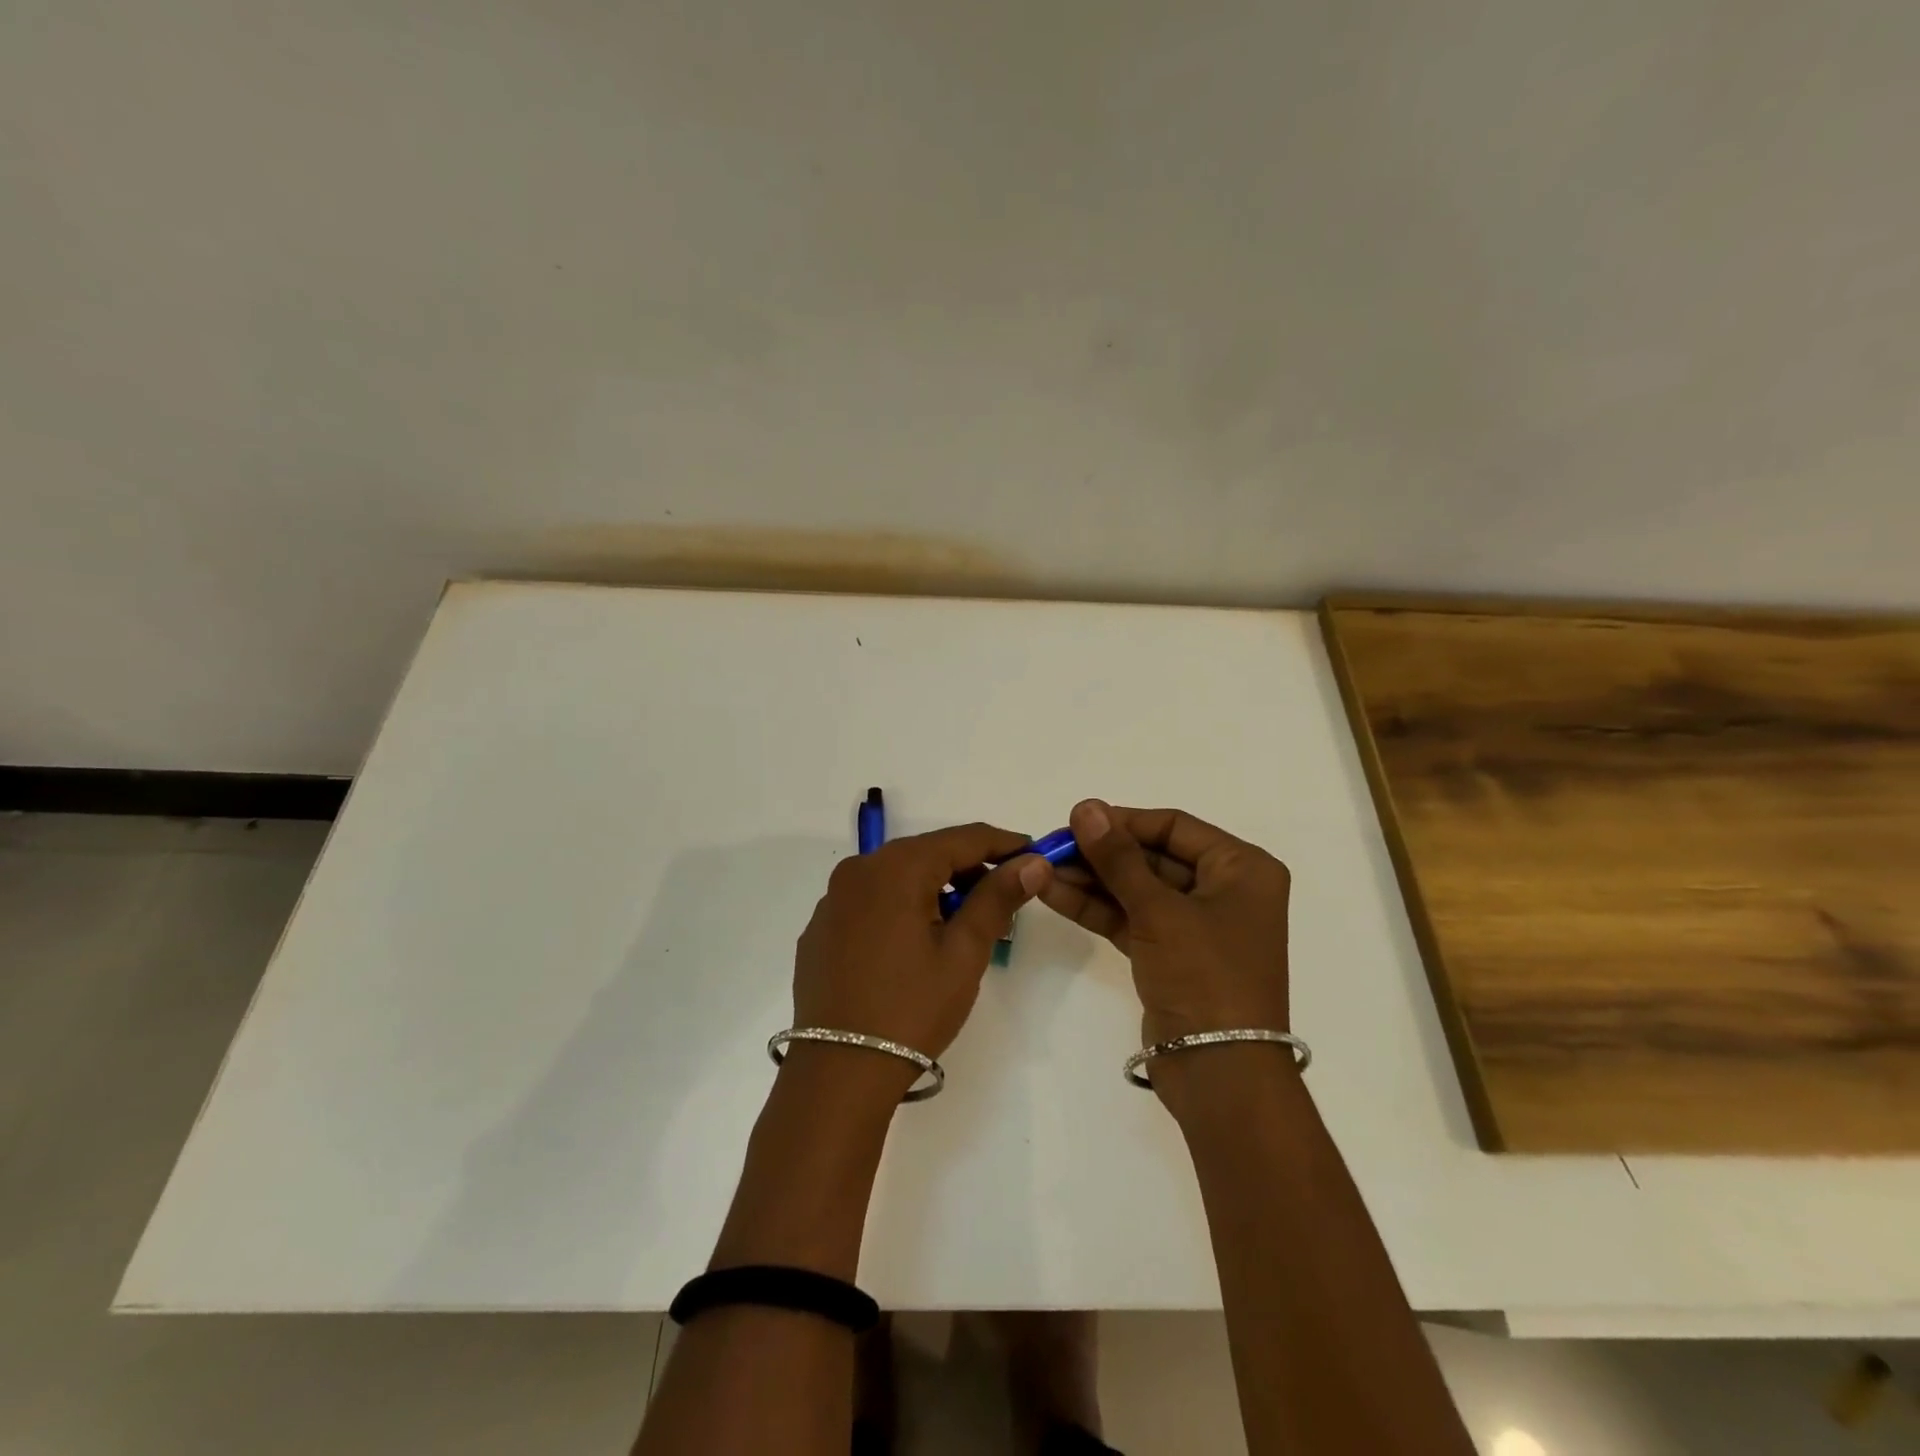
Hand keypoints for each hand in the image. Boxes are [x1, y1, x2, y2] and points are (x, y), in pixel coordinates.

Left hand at [792, 824, 1052, 1075]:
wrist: (839, 1072)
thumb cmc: (911, 1008)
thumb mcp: (964, 953)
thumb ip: (997, 898)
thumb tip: (1033, 862)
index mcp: (896, 868)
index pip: (962, 838)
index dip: (1002, 843)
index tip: (1034, 854)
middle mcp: (858, 871)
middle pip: (926, 854)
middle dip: (969, 869)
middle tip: (1004, 897)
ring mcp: (833, 900)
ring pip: (896, 877)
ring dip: (934, 889)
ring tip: (963, 924)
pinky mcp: (821, 929)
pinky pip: (870, 902)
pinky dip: (900, 908)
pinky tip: (914, 944)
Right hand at [1039, 800, 1290, 1047]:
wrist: (1220, 1073)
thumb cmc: (1205, 976)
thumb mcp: (1159, 911)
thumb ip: (1118, 858)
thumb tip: (1086, 807)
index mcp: (1242, 868)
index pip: (1174, 826)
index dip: (1123, 821)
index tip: (1075, 819)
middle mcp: (1223, 890)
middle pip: (1152, 857)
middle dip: (1101, 853)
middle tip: (1051, 845)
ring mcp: (1195, 925)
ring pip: (1136, 889)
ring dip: (1091, 879)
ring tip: (1041, 867)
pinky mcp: (1170, 954)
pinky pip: (1130, 918)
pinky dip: (1095, 907)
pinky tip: (1053, 893)